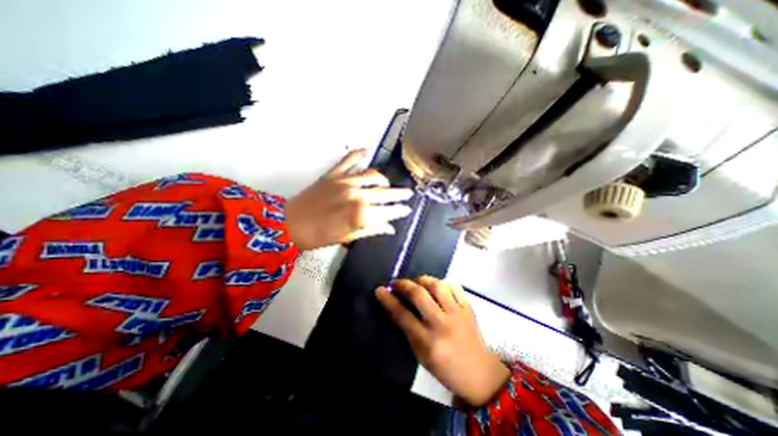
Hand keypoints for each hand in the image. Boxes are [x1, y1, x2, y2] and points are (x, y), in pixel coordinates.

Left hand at [285, 150, 412, 250]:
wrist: (289, 225)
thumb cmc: (318, 236)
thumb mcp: (348, 237)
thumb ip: (371, 230)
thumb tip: (388, 228)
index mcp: (360, 214)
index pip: (388, 210)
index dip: (399, 210)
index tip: (406, 209)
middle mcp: (356, 195)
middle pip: (384, 192)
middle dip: (399, 194)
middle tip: (407, 194)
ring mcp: (344, 182)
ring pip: (372, 175)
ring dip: (383, 178)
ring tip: (387, 182)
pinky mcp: (333, 175)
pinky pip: (348, 160)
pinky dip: (357, 154)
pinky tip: (365, 151)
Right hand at [371, 278, 508, 407]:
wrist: (479, 373)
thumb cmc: (445, 368)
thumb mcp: (421, 355)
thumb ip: (407, 330)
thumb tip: (394, 306)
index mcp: (428, 342)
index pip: (403, 316)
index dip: (388, 300)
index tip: (380, 290)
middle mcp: (442, 324)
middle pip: (419, 295)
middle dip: (404, 284)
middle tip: (397, 283)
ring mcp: (457, 313)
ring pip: (437, 286)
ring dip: (423, 280)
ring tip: (417, 282)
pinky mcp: (468, 308)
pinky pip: (454, 286)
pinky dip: (442, 282)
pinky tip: (437, 286)